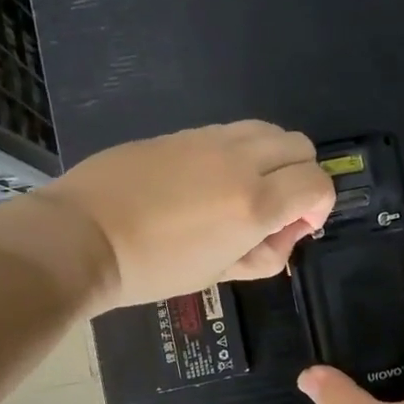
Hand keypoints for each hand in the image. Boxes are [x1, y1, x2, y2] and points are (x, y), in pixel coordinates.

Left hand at [33, 121, 334, 311]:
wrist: (83, 237)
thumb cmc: (152, 268)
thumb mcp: (218, 274)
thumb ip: (264, 254)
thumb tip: (284, 234)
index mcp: (255, 203)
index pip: (318, 183)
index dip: (320, 206)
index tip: (297, 227)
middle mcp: (241, 161)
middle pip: (300, 146)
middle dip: (302, 176)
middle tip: (276, 208)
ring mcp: (209, 139)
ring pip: (268, 129)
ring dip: (273, 157)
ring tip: (246, 189)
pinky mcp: (182, 132)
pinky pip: (231, 131)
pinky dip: (240, 150)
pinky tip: (210, 179)